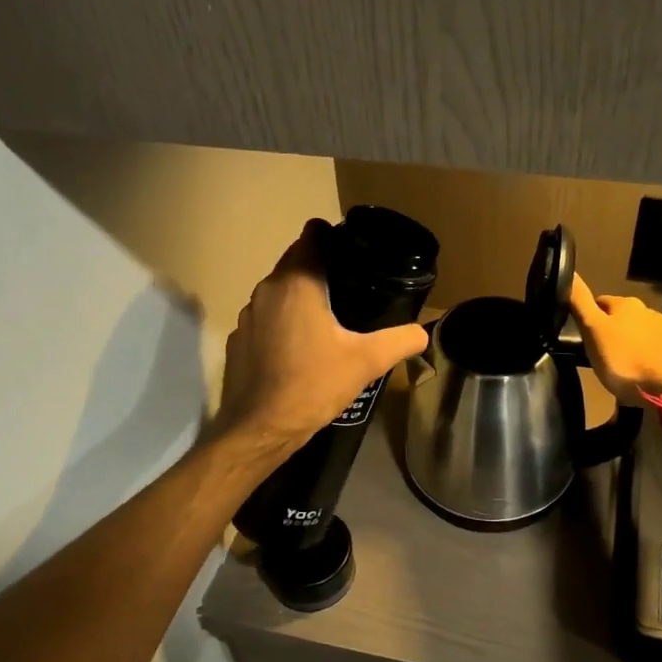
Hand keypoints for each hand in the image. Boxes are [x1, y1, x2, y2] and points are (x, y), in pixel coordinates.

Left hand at [215, 220, 430, 454]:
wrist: (260, 428)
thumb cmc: (313, 385)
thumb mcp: (367, 362)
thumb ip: (399, 340)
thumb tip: (422, 332)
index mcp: (297, 282)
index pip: (312, 234)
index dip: (334, 237)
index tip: (355, 253)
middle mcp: (267, 289)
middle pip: (296, 261)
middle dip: (322, 268)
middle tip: (353, 288)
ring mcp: (248, 315)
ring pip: (279, 290)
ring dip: (302, 297)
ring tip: (331, 318)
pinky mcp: (239, 340)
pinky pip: (266, 318)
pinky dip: (283, 323)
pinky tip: (301, 349)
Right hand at [568, 275, 661, 403]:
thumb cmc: (625, 360)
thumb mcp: (593, 331)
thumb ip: (580, 303)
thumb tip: (570, 273)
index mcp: (625, 303)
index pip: (599, 302)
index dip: (589, 317)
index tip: (584, 335)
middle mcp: (648, 310)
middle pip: (621, 317)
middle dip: (612, 330)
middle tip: (601, 353)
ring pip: (639, 332)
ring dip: (630, 343)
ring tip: (621, 365)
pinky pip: (654, 348)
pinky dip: (646, 355)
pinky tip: (641, 371)